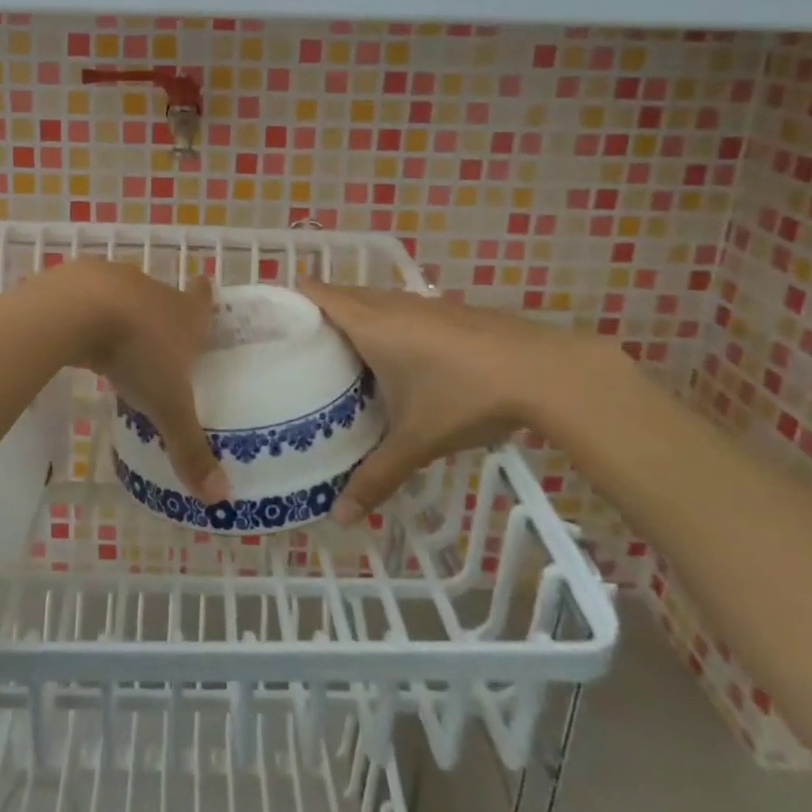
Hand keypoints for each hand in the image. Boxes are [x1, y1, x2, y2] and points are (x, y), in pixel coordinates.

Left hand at [36, 260, 226, 505]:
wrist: (76, 310)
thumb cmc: (136, 353)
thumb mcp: (166, 406)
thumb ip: (189, 448)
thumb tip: (221, 498)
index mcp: (185, 313)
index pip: (203, 298)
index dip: (205, 294)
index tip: (205, 286)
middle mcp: (153, 290)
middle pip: (164, 298)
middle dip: (162, 315)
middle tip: (160, 341)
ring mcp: (114, 280)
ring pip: (125, 296)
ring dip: (123, 314)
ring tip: (116, 342)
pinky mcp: (77, 279)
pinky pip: (87, 298)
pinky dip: (86, 313)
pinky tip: (78, 334)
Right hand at [297, 280, 594, 524]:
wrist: (543, 371)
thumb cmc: (464, 396)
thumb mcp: (415, 441)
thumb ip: (375, 477)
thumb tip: (340, 519)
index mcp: (369, 323)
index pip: (316, 291)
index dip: (289, 298)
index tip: (268, 322)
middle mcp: (391, 304)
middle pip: (341, 294)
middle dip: (317, 314)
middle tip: (295, 350)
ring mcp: (423, 303)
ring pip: (373, 301)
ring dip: (353, 319)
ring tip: (337, 357)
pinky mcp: (449, 311)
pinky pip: (400, 309)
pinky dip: (384, 324)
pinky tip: (394, 360)